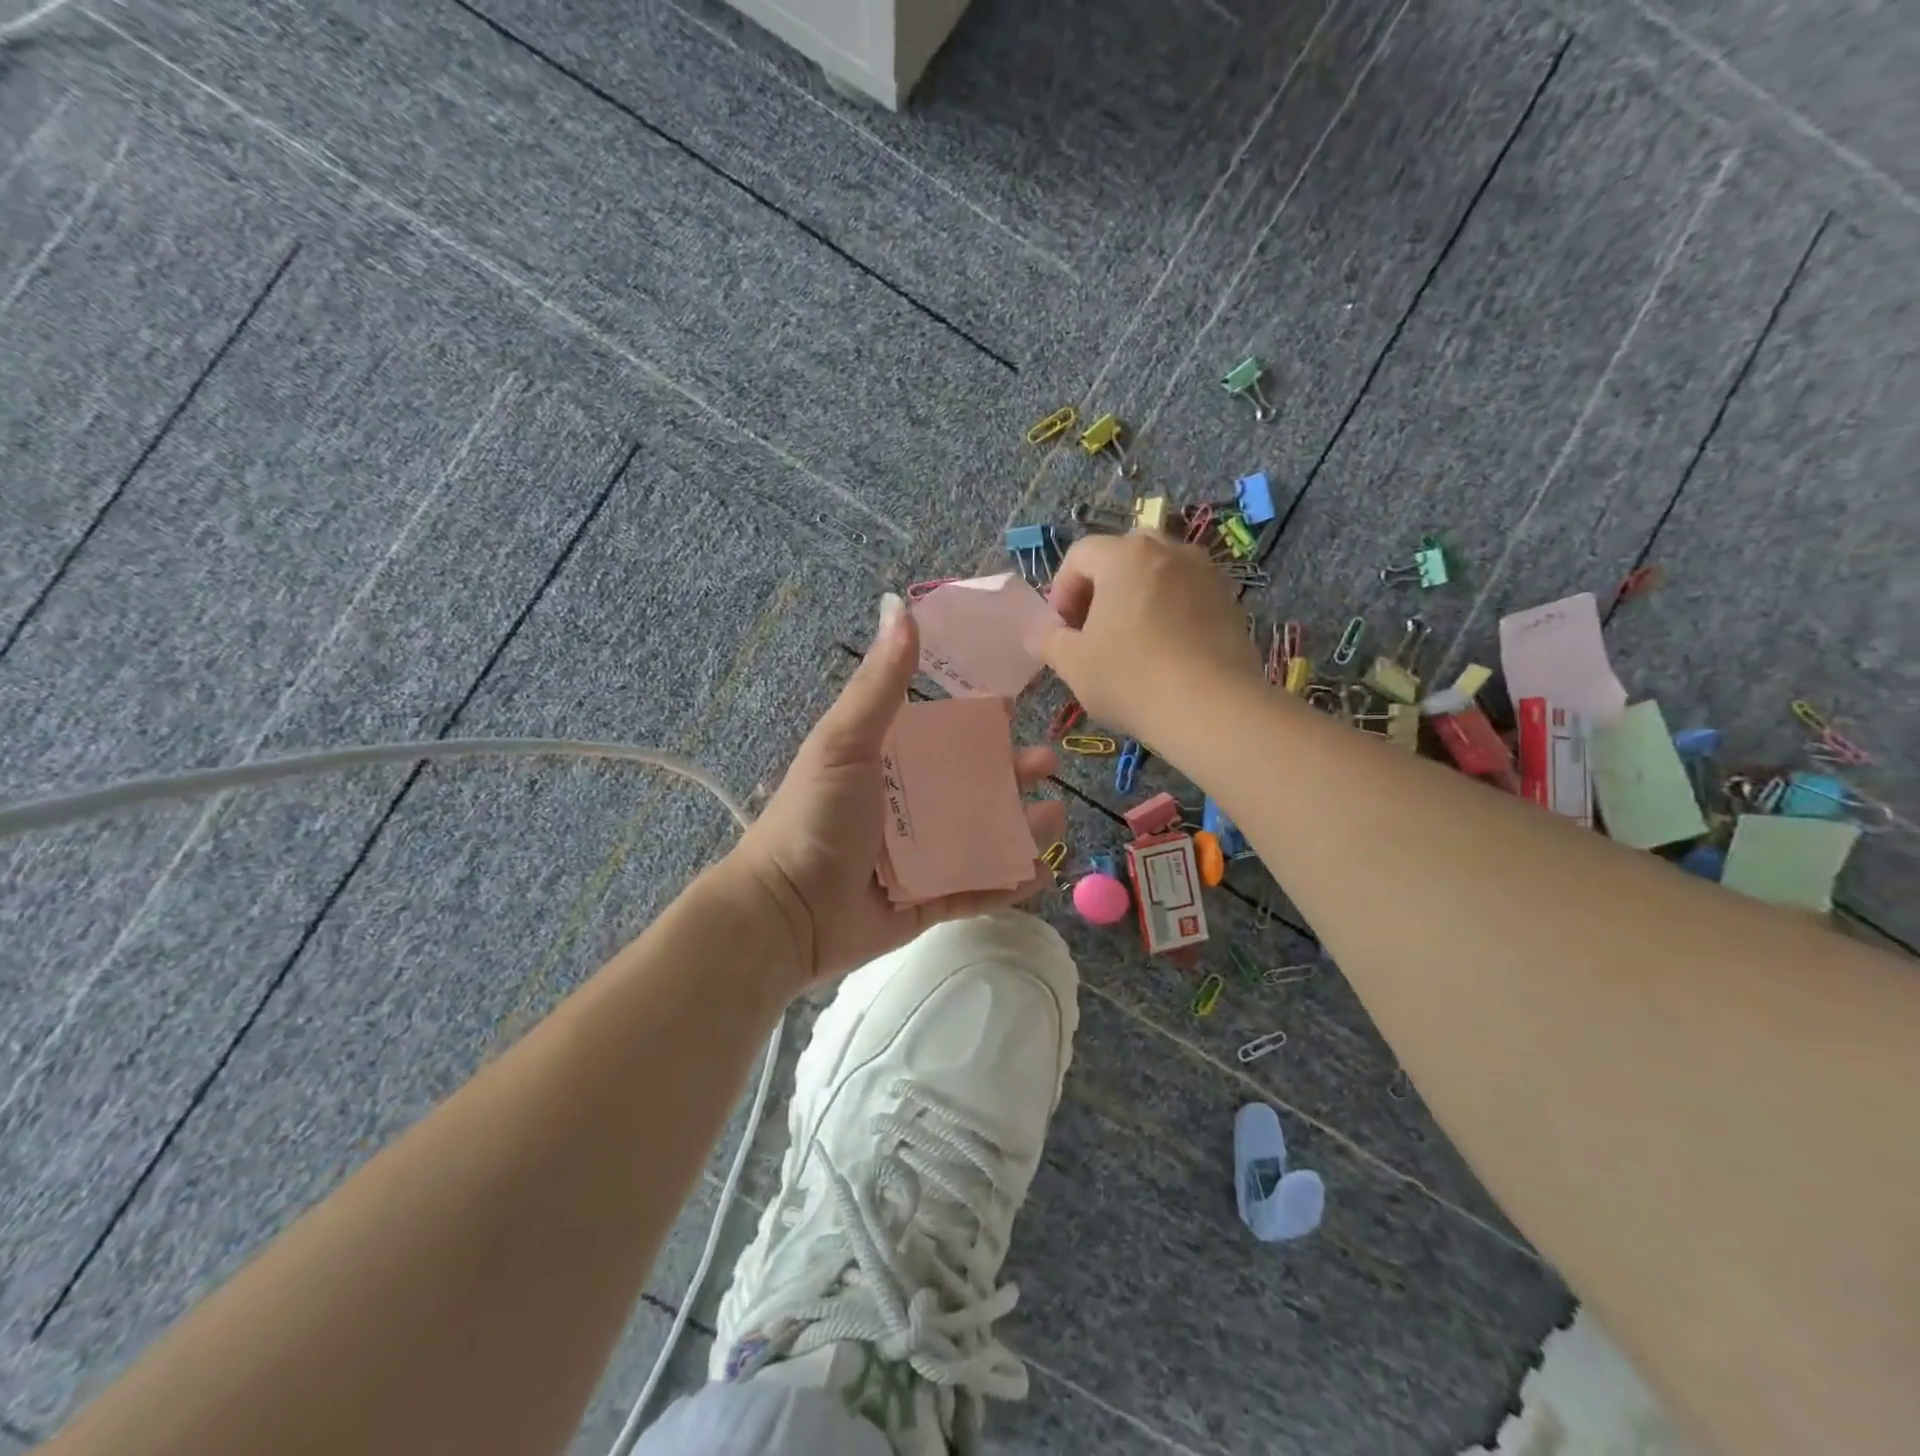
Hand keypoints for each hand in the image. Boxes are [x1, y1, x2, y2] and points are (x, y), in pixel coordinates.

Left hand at [732, 593, 1065, 992]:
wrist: (786, 912)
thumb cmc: (816, 818)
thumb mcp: (846, 741)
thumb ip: (880, 682)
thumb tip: (899, 605)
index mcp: (887, 766)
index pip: (942, 737)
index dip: (979, 723)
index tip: (1015, 708)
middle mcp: (906, 808)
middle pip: (971, 787)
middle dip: (1012, 775)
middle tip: (1049, 764)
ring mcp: (918, 858)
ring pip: (981, 838)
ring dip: (1020, 828)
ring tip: (1055, 819)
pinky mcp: (925, 903)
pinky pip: (975, 891)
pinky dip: (1007, 883)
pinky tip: (1042, 872)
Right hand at [1043, 531, 1255, 738]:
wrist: (1212, 709)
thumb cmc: (1131, 678)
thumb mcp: (1073, 664)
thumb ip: (1049, 640)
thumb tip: (1041, 633)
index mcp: (1124, 556)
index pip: (1080, 555)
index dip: (1061, 590)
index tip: (1061, 629)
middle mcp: (1169, 551)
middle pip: (1123, 555)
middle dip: (1101, 587)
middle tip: (1092, 628)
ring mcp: (1206, 574)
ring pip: (1159, 573)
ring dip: (1137, 597)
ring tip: (1130, 641)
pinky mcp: (1230, 603)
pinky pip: (1188, 596)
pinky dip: (1169, 613)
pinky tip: (1165, 653)